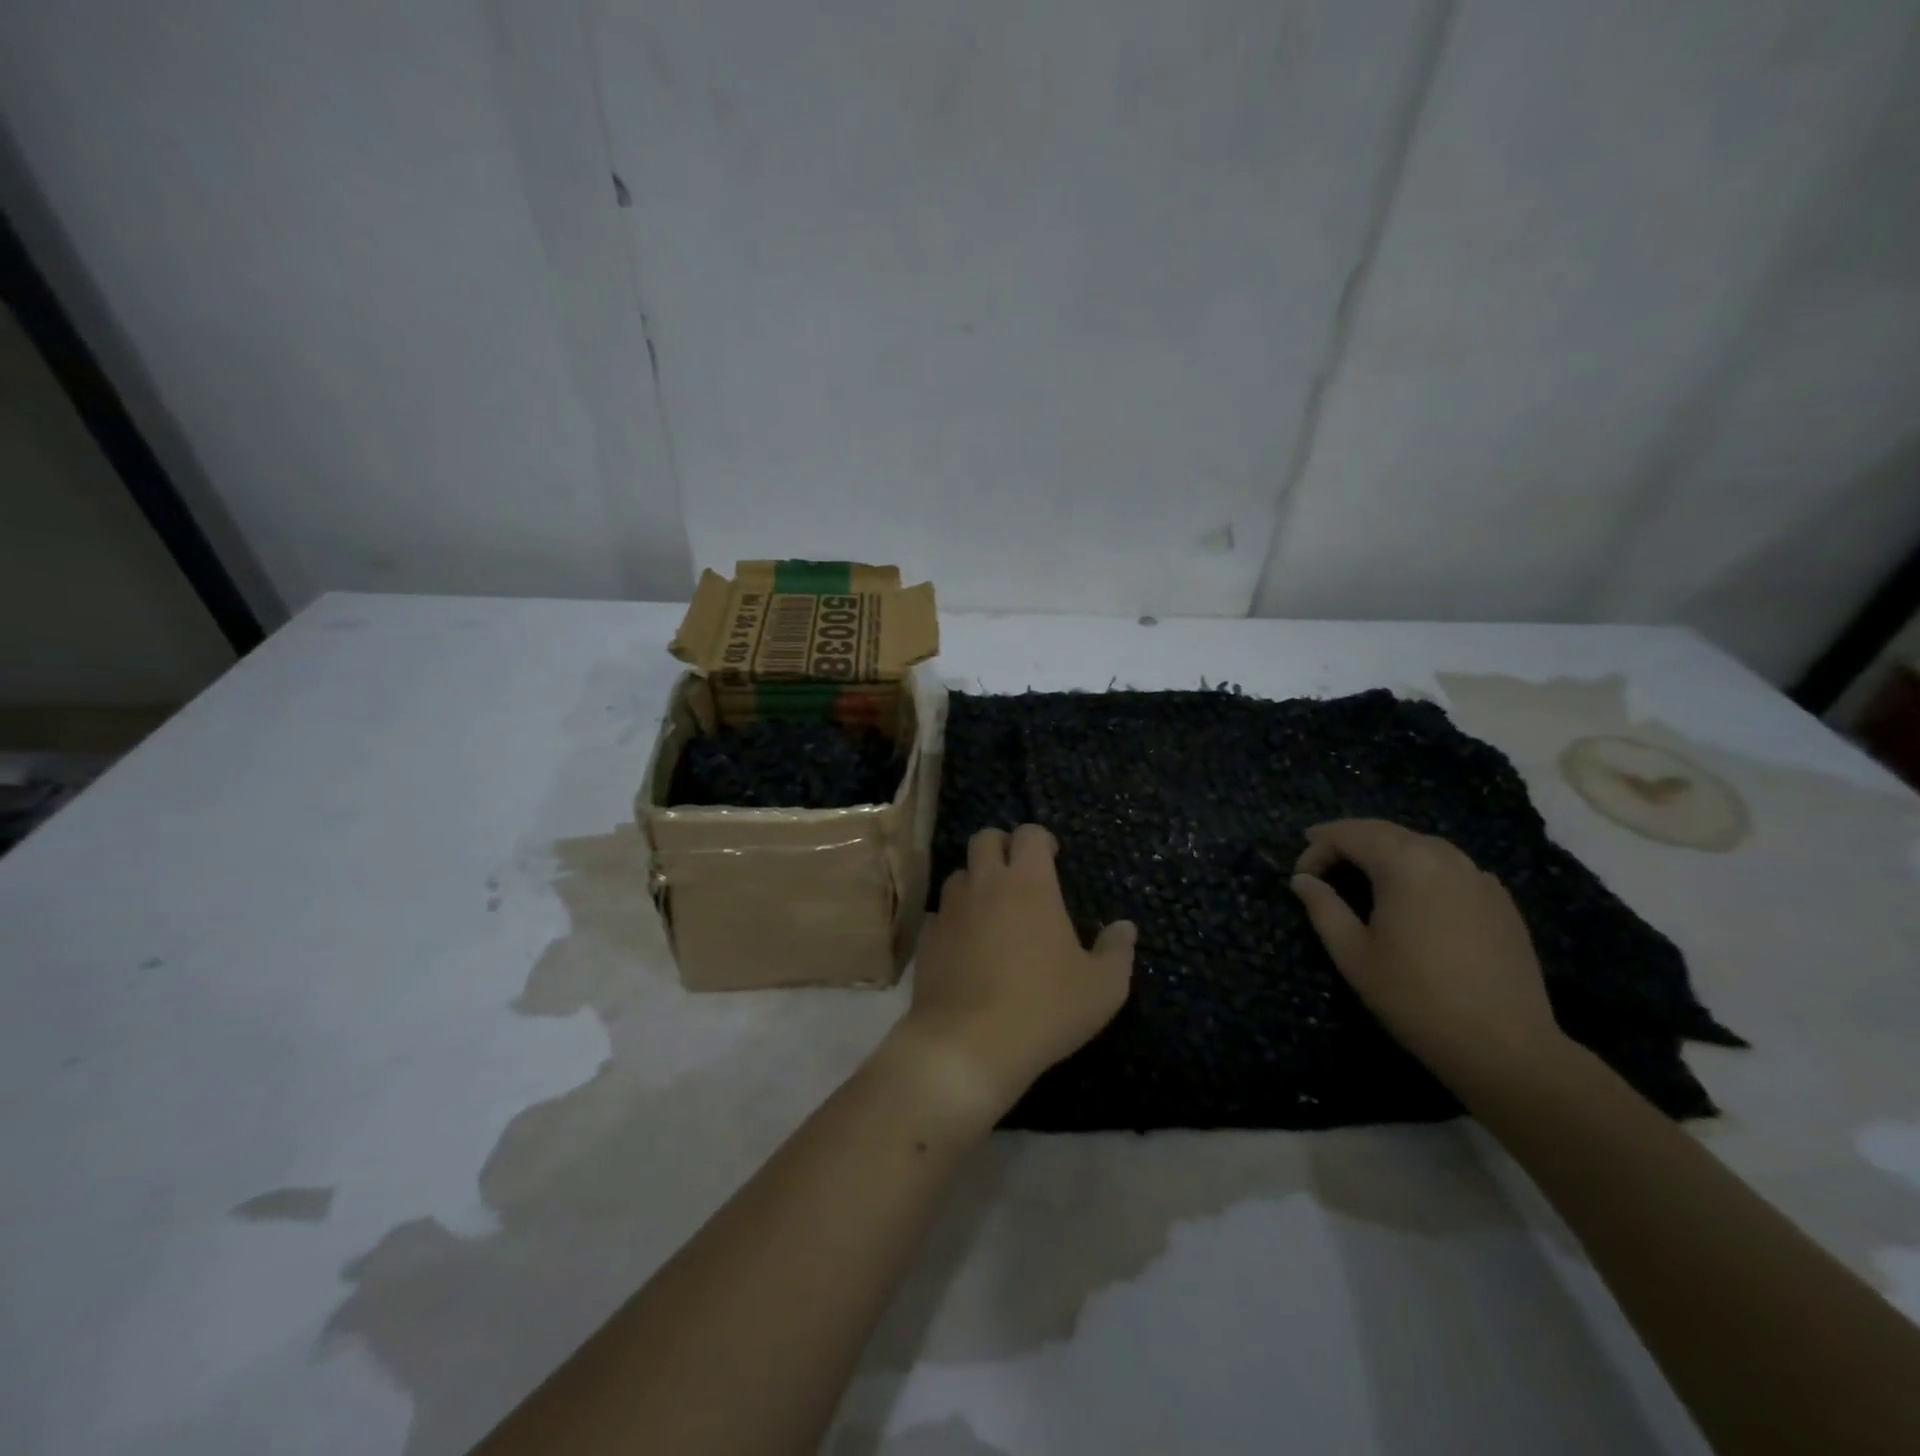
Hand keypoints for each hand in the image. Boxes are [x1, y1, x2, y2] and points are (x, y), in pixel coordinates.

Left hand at [895, 825, 1135, 1117]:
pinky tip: (963, 946)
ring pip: (958, 874)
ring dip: (975, 882)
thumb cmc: (1044, 1009)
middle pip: (984, 838)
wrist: (967, 1045)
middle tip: (1017, 874)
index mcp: (1029, 883)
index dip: (1041, 840)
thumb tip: (1125, 927)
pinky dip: (952, 920)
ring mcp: (950, 909)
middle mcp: (985, 884)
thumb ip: (1117, 951)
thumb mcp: (1102, 988)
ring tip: (991, 912)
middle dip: (1001, 846)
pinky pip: (938, 914)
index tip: (1052, 858)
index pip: (1029, 833)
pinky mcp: (926, 938)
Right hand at [1289, 819, 1565, 1083]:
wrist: (1505, 1047)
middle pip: (1384, 831)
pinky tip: (1411, 898)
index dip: (1316, 849)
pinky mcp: (1500, 901)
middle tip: (1320, 863)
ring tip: (1361, 876)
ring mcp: (1478, 877)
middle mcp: (1444, 857)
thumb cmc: (1415, 997)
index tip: (1300, 878)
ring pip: (1419, 845)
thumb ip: (1322, 907)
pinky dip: (1419, 869)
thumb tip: (1302, 880)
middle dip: (1347, 841)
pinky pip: (1450, 868)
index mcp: (1404, 863)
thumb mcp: (1353, 954)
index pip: (1348, 834)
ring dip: (1384, 852)